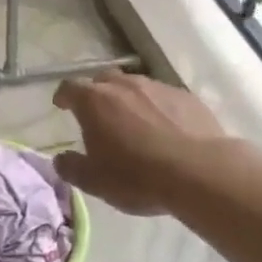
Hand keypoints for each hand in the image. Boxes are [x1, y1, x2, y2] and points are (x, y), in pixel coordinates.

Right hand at [51, 71, 236, 215]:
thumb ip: (71, 167)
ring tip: (133, 123)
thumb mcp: (94, 181)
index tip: (61, 105)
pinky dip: (157, 108)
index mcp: (94, 101)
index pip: (70, 87)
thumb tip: (61, 159)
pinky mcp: (186, 97)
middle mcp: (124, 86)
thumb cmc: (137, 176)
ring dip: (129, 100)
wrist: (201, 173)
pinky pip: (163, 97)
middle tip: (98, 115)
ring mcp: (158, 88)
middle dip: (97, 94)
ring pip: (135, 86)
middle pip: (103, 80)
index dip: (64, 95)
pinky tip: (165, 129)